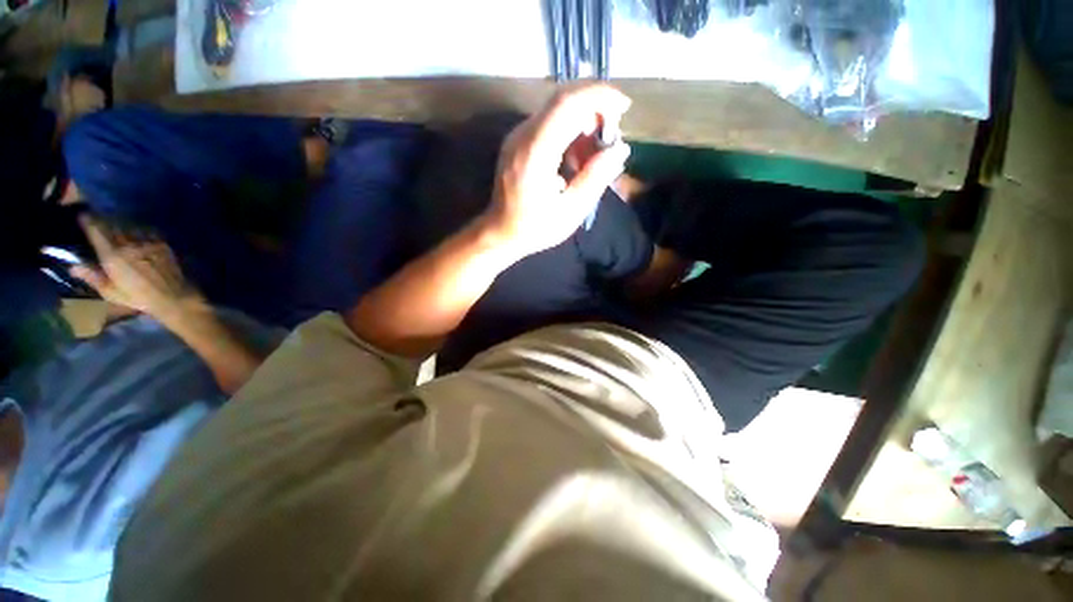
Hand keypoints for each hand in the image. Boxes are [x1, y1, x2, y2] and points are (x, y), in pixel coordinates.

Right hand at [70, 217, 204, 322]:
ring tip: (117, 227)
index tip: (82, 216)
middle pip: (113, 225)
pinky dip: (139, 230)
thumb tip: (72, 266)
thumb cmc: (138, 297)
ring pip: (129, 226)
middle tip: (98, 221)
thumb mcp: (110, 292)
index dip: (88, 221)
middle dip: (104, 222)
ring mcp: (147, 242)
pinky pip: (147, 231)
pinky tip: (137, 234)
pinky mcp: (162, 244)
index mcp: (112, 255)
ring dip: (121, 225)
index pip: (96, 231)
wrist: (173, 296)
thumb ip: (92, 277)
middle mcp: (129, 244)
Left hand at [482, 84, 631, 257]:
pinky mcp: (518, 141)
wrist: (500, 233)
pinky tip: (576, 157)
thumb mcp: (570, 211)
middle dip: (595, 108)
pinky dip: (569, 131)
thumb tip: (620, 149)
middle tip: (611, 136)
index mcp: (535, 153)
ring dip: (583, 122)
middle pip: (563, 100)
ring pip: (556, 110)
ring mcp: (517, 136)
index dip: (599, 97)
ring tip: (595, 153)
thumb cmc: (535, 228)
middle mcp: (523, 136)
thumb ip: (595, 178)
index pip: (568, 104)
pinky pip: (548, 123)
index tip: (624, 108)